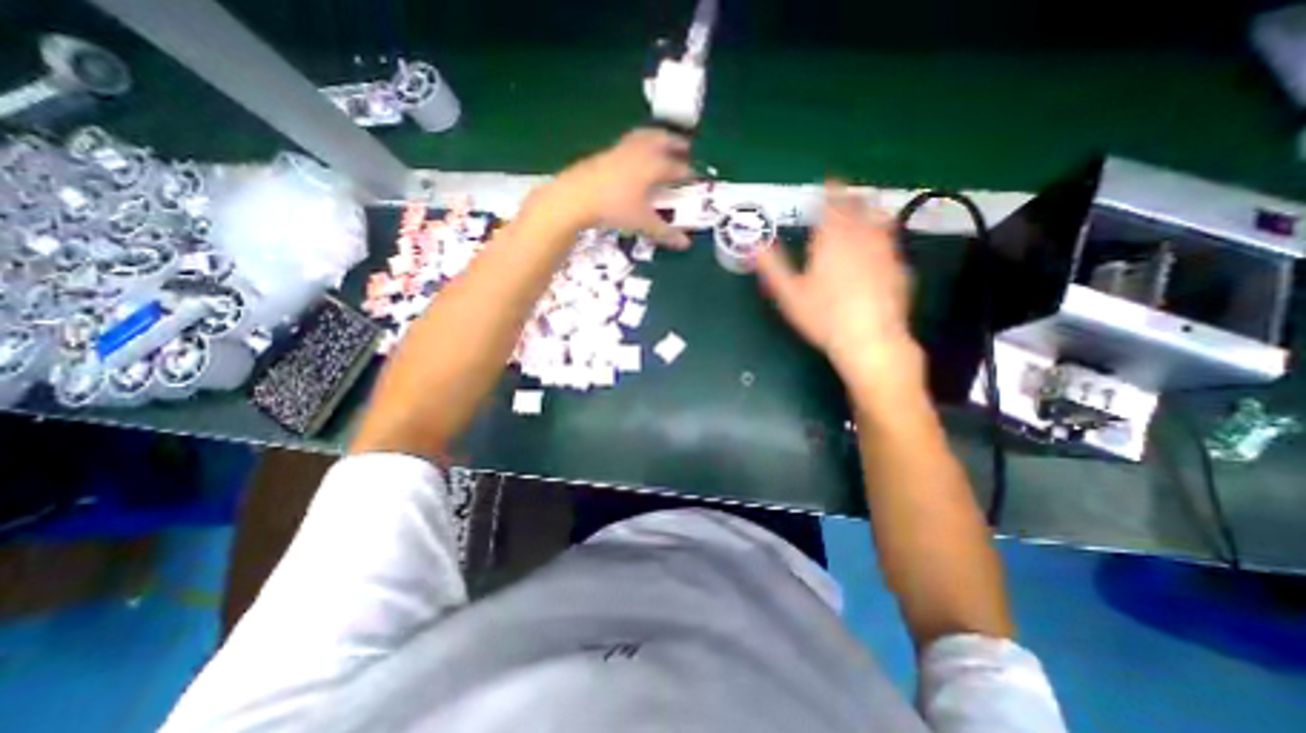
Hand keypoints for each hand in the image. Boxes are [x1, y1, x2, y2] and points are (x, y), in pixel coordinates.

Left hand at [529, 128, 692, 248]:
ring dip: (658, 136)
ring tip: (663, 139)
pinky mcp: (607, 151)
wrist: (577, 197)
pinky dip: (640, 141)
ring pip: (646, 135)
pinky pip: (630, 140)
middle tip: (686, 147)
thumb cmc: (614, 208)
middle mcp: (642, 152)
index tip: (696, 177)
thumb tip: (686, 245)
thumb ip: (665, 233)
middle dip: (677, 143)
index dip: (689, 173)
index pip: (678, 168)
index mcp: (654, 166)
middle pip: (664, 141)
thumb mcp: (642, 223)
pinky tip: (636, 151)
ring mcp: (623, 149)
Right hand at [749, 187, 920, 395]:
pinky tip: (879, 251)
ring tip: (865, 213)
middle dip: (850, 198)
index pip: (832, 203)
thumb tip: (756, 246)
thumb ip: (773, 266)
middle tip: (844, 196)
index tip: (827, 182)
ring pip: (881, 221)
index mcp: (833, 238)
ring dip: (870, 213)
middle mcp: (863, 237)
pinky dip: (883, 239)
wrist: (870, 340)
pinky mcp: (901, 269)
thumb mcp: (789, 294)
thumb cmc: (823, 316)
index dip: (829, 189)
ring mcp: (886, 252)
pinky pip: (892, 244)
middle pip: (860, 206)